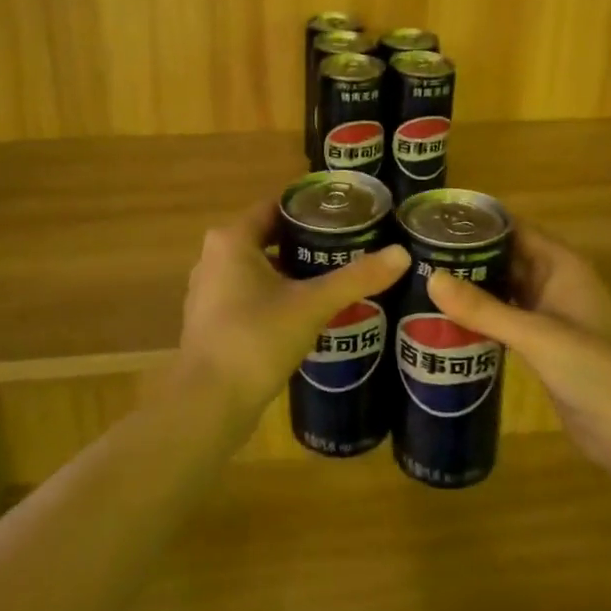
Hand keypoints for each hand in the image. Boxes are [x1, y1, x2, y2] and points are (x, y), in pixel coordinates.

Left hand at [179, 199, 408, 422]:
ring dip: (293, 270)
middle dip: (307, 241)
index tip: (346, 212)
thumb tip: (402, 254)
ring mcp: (209, 291)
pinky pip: (250, 293)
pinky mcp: (213, 321)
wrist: (208, 405)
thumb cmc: (256, 339)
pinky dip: (277, 294)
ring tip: (335, 275)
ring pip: (260, 267)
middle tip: (349, 244)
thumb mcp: (313, 304)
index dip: (311, 206)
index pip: (276, 206)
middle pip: (269, 236)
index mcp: (232, 239)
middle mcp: (214, 257)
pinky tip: (308, 310)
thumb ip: (357, 278)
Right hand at [426, 225, 610, 478]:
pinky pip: (505, 320)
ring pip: (503, 289)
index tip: (433, 220)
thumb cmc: (592, 368)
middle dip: (467, 255)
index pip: (514, 229)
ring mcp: (549, 316)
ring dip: (471, 286)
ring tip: (421, 280)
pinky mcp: (542, 346)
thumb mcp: (536, 334)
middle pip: (506, 257)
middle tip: (417, 253)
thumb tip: (429, 277)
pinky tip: (445, 320)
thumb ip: (483, 309)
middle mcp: (554, 282)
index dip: (478, 222)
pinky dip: (480, 317)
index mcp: (561, 265)